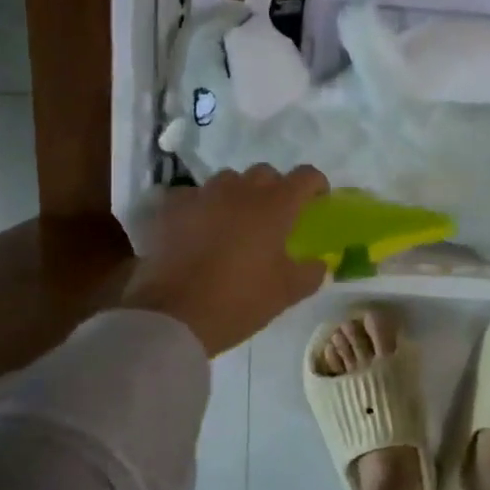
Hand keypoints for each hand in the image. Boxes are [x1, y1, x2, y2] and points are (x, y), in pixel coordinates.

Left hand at [120, 165, 330, 356]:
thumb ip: (310, 273)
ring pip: (227, 181)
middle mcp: (240, 191)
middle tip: (275, 217)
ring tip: (235, 221)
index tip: (317, 201)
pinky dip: (201, 207)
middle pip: (265, 173)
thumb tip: (319, 264)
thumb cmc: (238, 300)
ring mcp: (202, 196)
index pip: (305, 177)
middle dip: (275, 189)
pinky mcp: (170, 208)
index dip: (316, 185)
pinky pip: (192, 196)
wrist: (172, 316)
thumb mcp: (286, 293)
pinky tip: (198, 228)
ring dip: (237, 194)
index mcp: (274, 206)